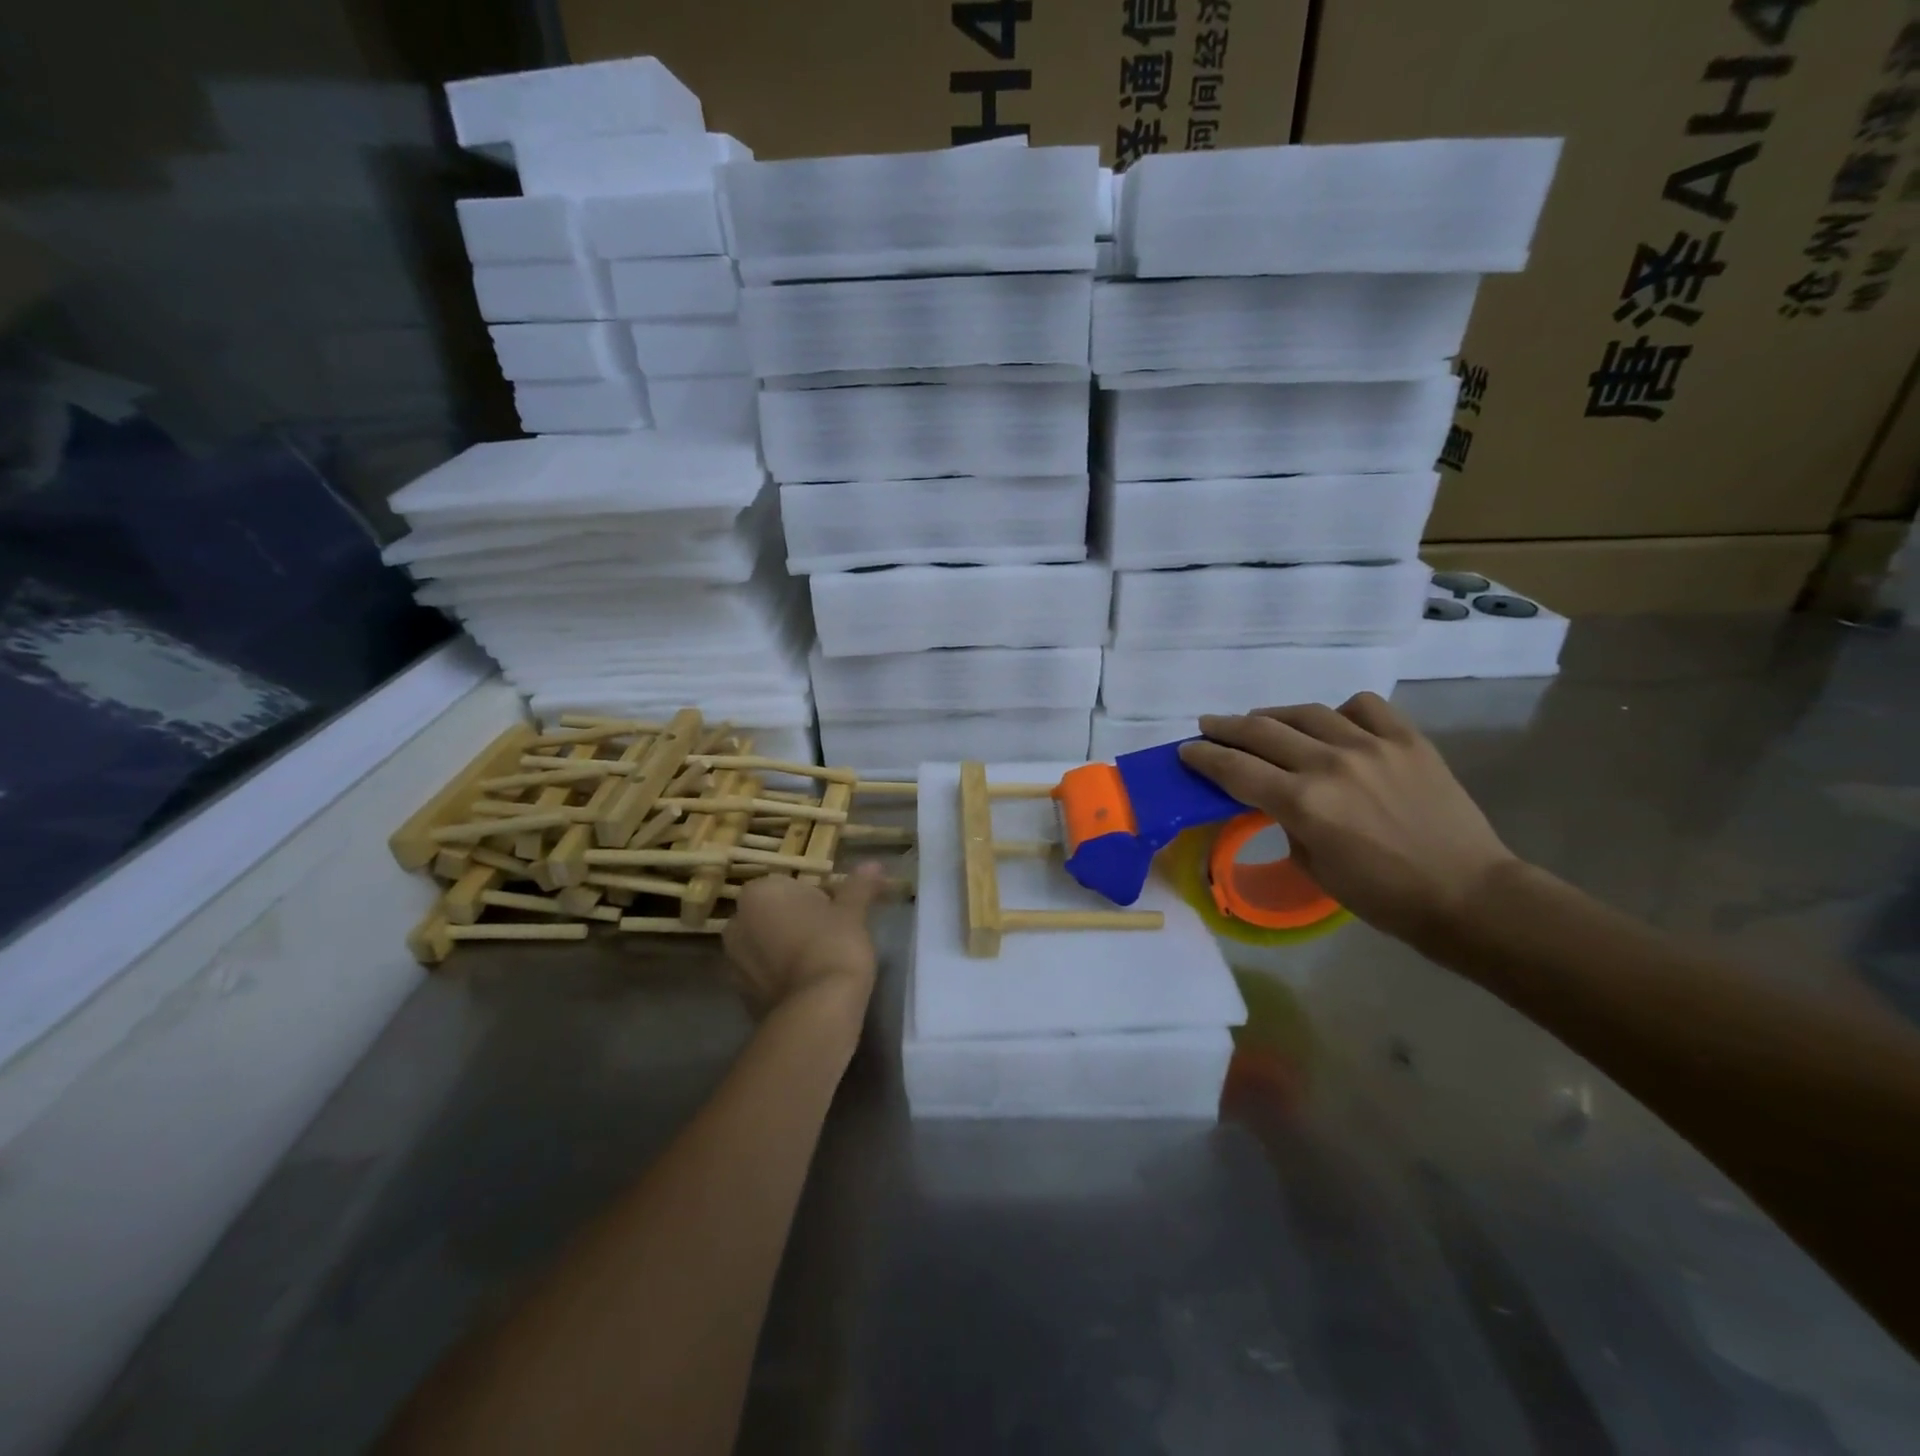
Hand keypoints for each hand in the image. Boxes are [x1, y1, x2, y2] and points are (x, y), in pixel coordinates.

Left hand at [722, 864, 886, 1020]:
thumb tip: (873, 864)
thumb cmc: (834, 945)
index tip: (838, 913)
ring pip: (767, 945)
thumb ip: (859, 886)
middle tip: (832, 935)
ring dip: (788, 948)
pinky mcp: (739, 995)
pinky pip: (765, 974)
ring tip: (822, 962)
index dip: (818, 898)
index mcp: (758, 893)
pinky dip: (782, 975)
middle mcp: (736, 923)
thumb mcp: (852, 911)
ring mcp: (733, 962)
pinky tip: (808, 984)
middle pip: (775, 914)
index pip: (790, 885)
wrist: (818, 1009)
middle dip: (798, 921)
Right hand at [1178, 693, 1515, 948]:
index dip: (1204, 757)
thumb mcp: (1313, 866)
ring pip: (1306, 713)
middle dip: (1225, 728)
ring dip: (1273, 716)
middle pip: (1261, 732)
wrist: (1467, 895)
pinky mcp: (1408, 740)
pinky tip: (1334, 724)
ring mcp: (1372, 746)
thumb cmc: (1382, 896)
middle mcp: (1330, 765)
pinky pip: (1364, 707)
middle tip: (1208, 726)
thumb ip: (1287, 821)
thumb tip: (1277, 795)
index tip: (1187, 750)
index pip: (1235, 769)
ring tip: (1260, 722)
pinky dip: (1340, 712)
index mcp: (1303, 804)